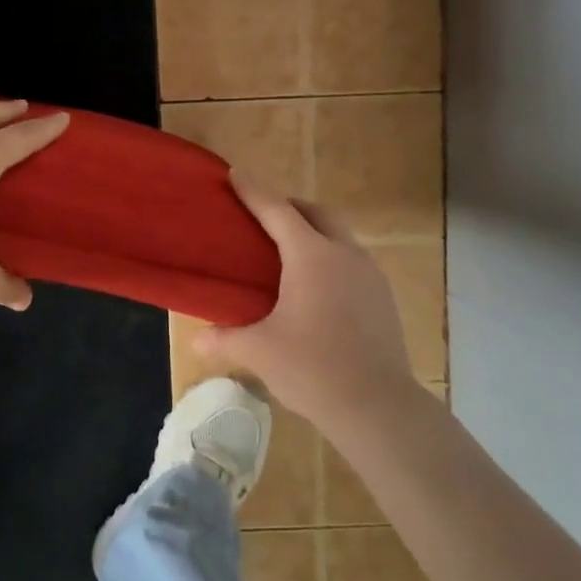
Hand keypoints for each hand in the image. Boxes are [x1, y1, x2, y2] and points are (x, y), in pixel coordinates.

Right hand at [196, 175, 416, 424]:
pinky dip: (331, 258)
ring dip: (314, 232)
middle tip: (264, 217)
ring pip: (340, 236)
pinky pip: (352, 261)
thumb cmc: (312, 368)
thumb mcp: (259, 351)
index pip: (277, 210)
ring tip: (289, 255)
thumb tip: (197, 337)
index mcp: (311, 256)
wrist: (377, 405)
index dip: (254, 191)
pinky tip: (317, 289)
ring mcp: (370, 274)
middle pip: (317, 213)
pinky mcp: (383, 297)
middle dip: (290, 207)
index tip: (235, 175)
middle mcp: (344, 254)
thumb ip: (224, 338)